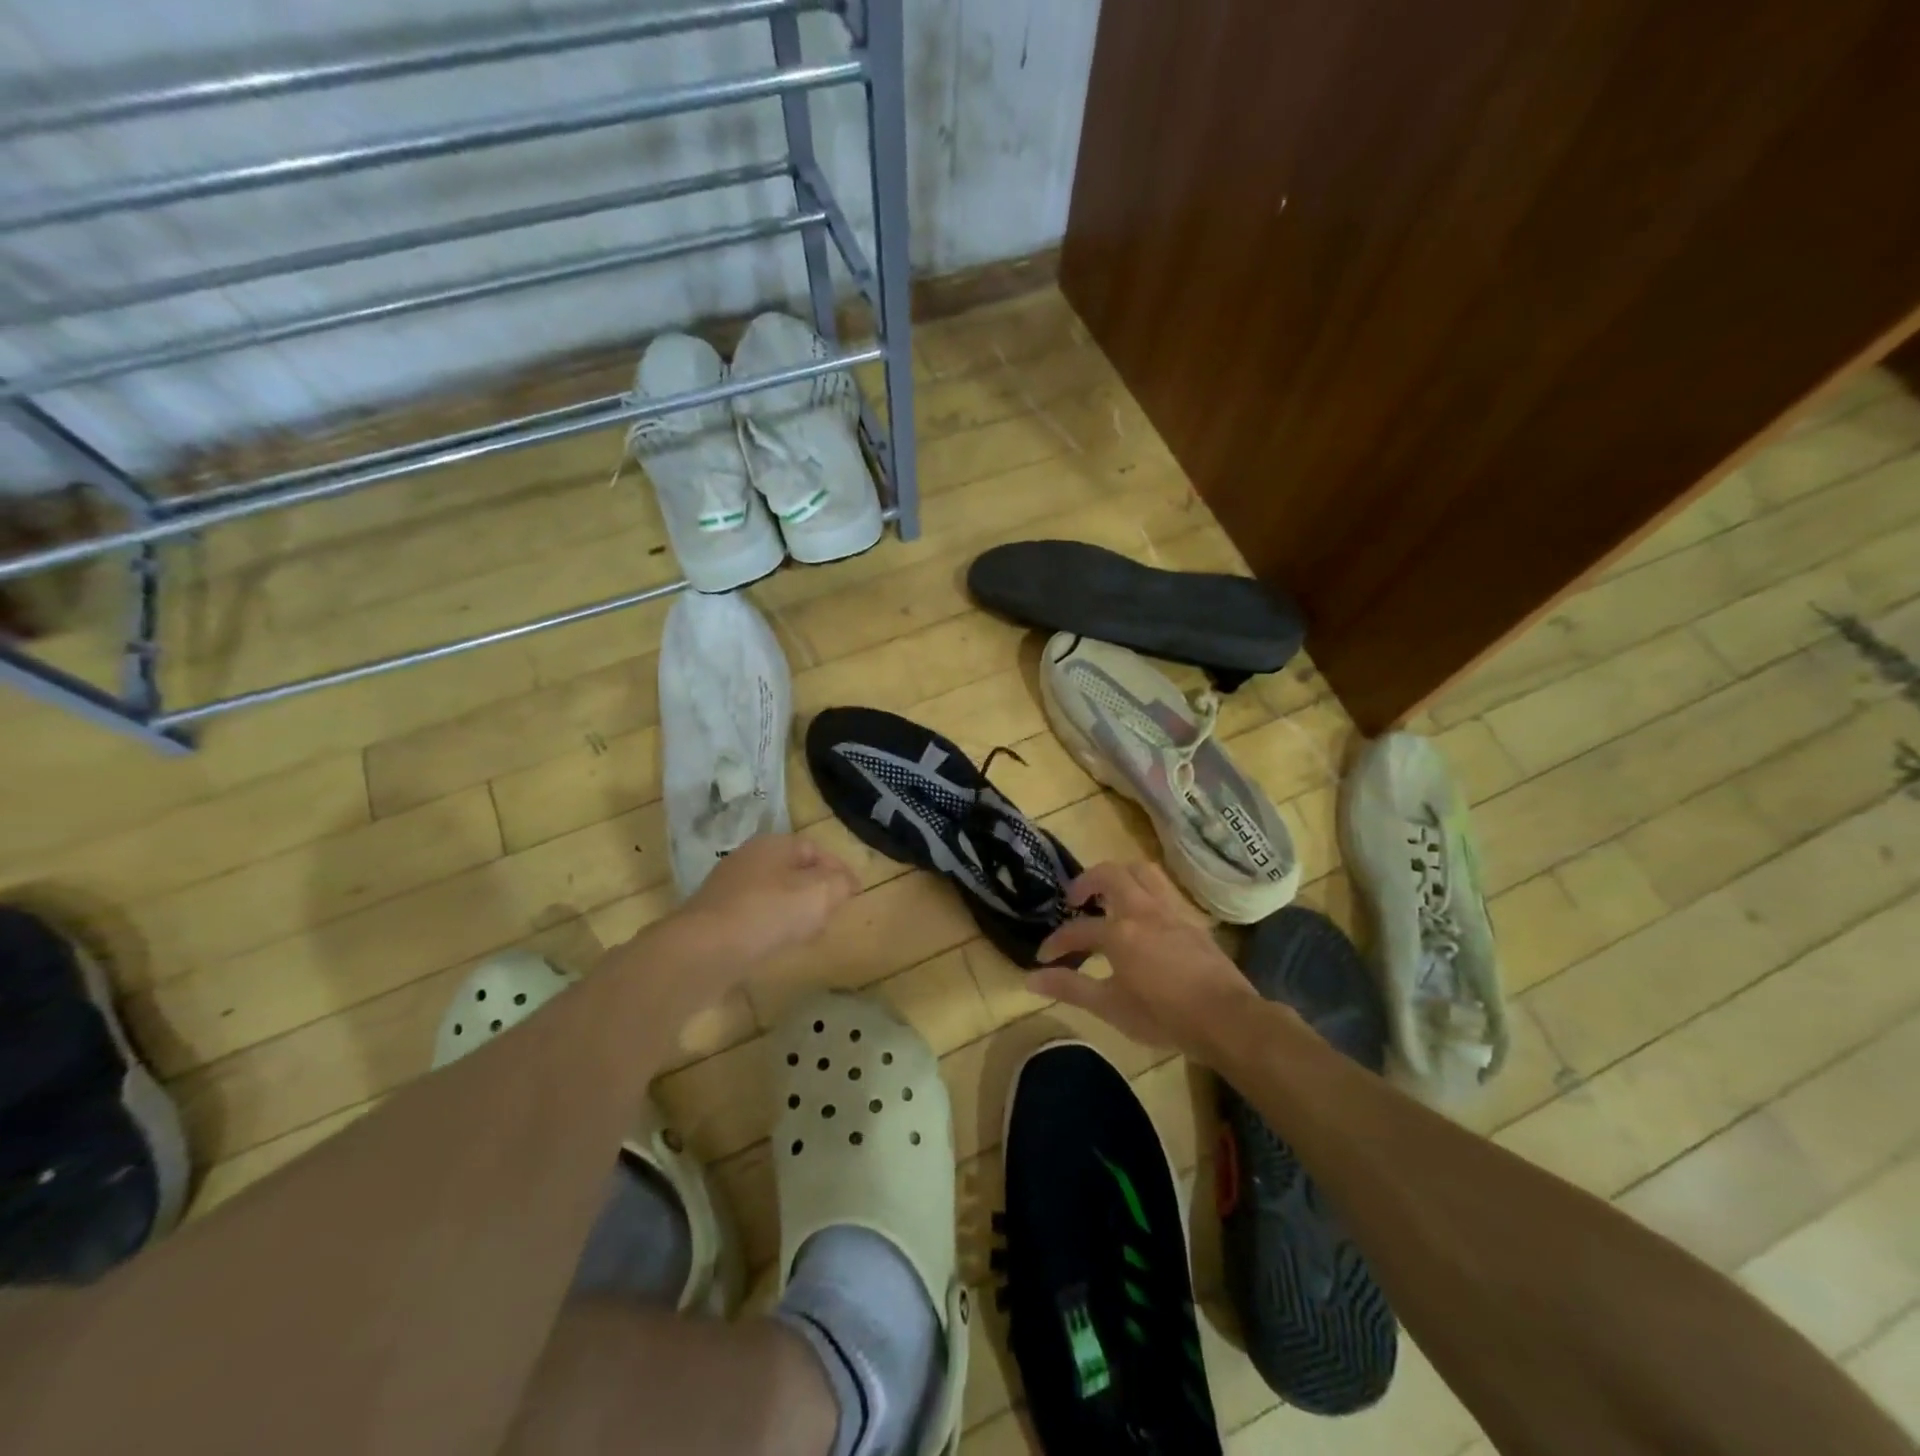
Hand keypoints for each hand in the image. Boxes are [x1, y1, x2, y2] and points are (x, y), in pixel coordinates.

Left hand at [675, 833, 860, 967]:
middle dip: (817, 891)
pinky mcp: (716, 918)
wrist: (702, 952)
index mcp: (773, 844)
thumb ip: (840, 884)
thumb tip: (845, 883)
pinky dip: (773, 927)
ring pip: (775, 895)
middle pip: (794, 871)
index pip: (815, 849)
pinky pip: (756, 917)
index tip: (856, 893)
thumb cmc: (768, 914)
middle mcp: (748, 859)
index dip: (839, 869)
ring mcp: (728, 888)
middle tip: (834, 913)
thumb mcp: (819, 894)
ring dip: (796, 912)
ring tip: (810, 934)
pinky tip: (779, 946)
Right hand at [1032, 862, 1263, 1061]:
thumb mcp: (1110, 1007)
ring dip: (1119, 876)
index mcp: (1119, 932)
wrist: (1227, 1019)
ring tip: (1108, 896)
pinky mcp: (1191, 920)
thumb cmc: (1164, 1016)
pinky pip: (1163, 890)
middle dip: (1086, 881)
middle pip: (1110, 875)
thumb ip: (1070, 988)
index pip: (1077, 929)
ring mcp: (1170, 911)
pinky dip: (1145, 892)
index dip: (1056, 942)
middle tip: (1075, 900)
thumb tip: (1030, 978)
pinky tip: (1144, 917)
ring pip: (1142, 872)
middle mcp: (1142, 910)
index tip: (1044, 957)